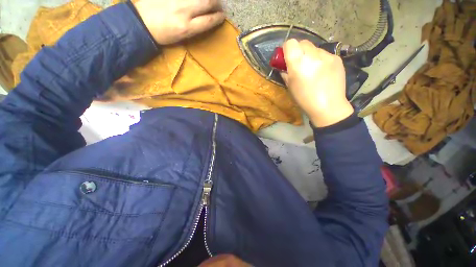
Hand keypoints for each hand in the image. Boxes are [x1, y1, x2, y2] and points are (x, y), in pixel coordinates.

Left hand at [133, 0, 224, 44]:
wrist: (142, 23)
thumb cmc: (163, 35)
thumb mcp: (182, 37)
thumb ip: (195, 27)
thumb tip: (207, 19)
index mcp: (187, 27)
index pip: (209, 20)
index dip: (218, 17)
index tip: (222, 16)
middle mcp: (184, 11)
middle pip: (207, 2)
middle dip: (217, 3)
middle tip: (219, 5)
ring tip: (210, 0)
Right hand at [281, 39, 353, 126]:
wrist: (328, 106)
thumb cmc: (304, 99)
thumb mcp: (290, 87)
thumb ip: (285, 72)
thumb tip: (283, 65)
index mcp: (298, 63)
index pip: (290, 43)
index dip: (287, 49)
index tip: (286, 57)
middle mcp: (313, 55)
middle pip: (303, 42)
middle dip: (298, 50)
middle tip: (299, 63)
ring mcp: (327, 56)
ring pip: (314, 48)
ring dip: (310, 55)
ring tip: (312, 69)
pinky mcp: (337, 58)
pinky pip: (325, 54)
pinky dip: (320, 60)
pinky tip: (322, 72)